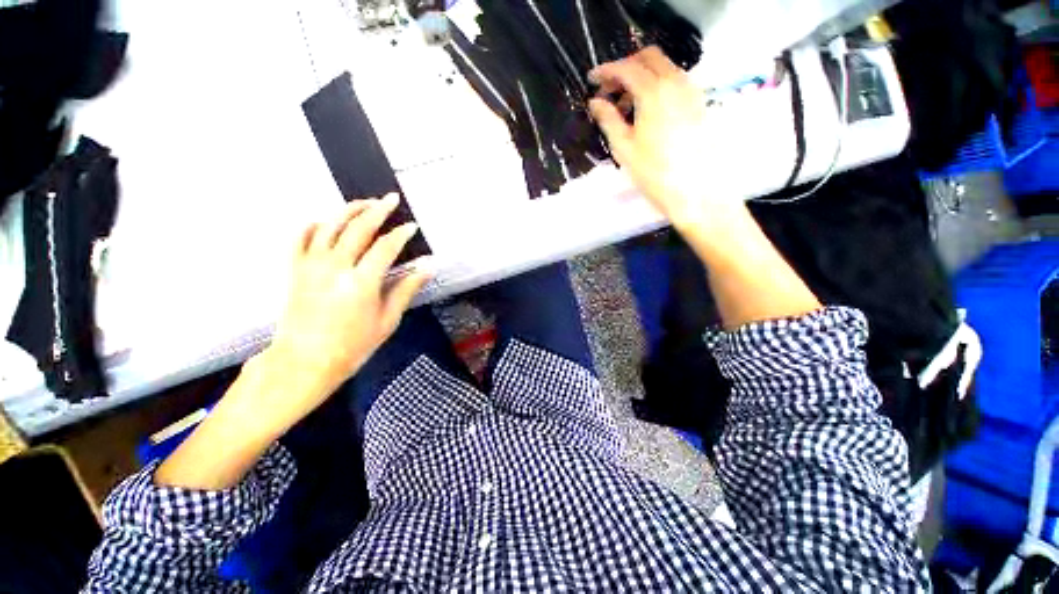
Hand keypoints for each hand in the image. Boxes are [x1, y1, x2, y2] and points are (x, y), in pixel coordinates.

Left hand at [264, 194, 430, 416]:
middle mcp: (335, 266)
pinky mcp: (295, 270)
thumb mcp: (388, 320)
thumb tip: (428, 267)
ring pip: (330, 226)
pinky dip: (313, 225)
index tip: (412, 226)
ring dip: (348, 210)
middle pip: (358, 228)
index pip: (386, 247)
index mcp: (362, 281)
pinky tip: (324, 220)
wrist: (305, 362)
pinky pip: (300, 238)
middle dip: (377, 210)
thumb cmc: (353, 345)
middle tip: (390, 199)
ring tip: (364, 202)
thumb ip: (407, 288)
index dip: (401, 234)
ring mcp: (311, 265)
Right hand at [588, 47, 740, 228]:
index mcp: (653, 91)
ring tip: (625, 107)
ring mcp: (691, 91)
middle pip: (648, 58)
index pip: (627, 67)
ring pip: (663, 68)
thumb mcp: (624, 148)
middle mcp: (675, 82)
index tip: (591, 80)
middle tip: (609, 90)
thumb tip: (595, 102)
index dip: (606, 70)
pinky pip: (675, 82)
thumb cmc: (654, 173)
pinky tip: (646, 112)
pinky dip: (657, 86)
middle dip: (625, 68)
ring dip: (641, 77)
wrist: (696, 191)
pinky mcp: (698, 103)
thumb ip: (608, 119)